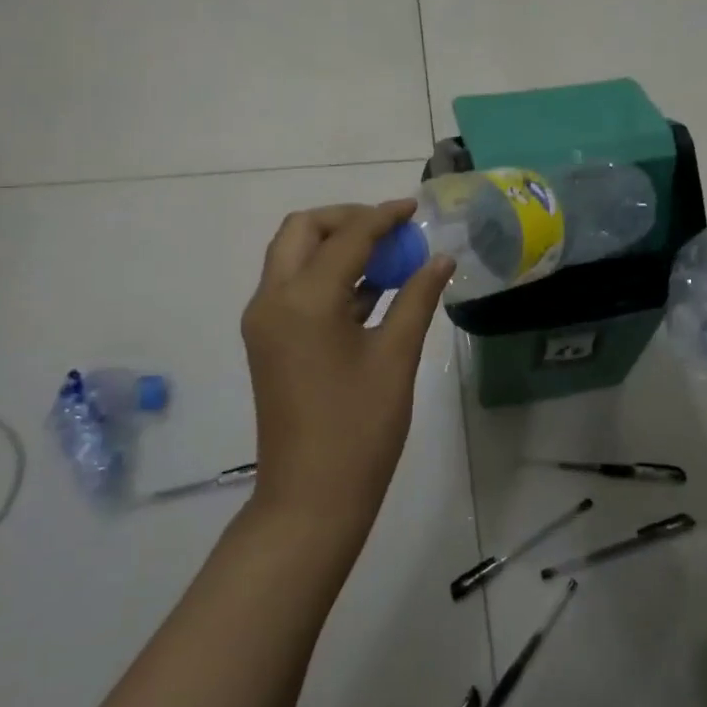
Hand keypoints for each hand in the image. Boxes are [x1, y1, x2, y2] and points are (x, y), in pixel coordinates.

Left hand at [241, 201, 453, 544]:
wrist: (311, 498)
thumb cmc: (360, 428)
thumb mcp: (396, 358)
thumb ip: (417, 299)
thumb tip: (441, 259)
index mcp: (303, 299)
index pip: (347, 236)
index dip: (384, 217)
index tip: (415, 209)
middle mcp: (272, 299)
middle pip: (302, 231)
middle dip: (347, 220)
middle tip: (392, 231)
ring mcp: (265, 321)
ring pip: (293, 258)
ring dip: (336, 246)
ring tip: (389, 256)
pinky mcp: (269, 342)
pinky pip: (294, 289)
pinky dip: (328, 277)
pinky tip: (372, 289)